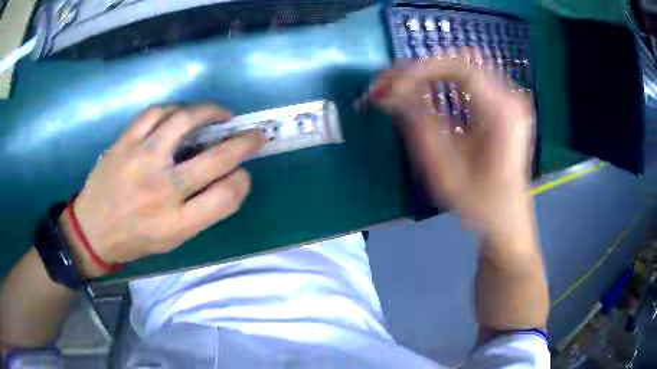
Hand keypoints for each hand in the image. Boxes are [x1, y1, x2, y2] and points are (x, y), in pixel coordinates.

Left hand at [60, 104, 264, 276]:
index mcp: (176, 223)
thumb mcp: (172, 240)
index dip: (243, 181)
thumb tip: (230, 179)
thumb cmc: (135, 238)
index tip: (244, 173)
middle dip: (244, 142)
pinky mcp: (125, 142)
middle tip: (254, 134)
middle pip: (215, 159)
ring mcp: (141, 160)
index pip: (226, 197)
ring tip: (220, 114)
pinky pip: (155, 113)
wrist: (92, 230)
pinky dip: (175, 108)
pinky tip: (182, 112)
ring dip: (210, 112)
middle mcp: (162, 190)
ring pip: (184, 121)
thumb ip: (202, 212)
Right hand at [373, 53, 534, 236]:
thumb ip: (419, 126)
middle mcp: (511, 98)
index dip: (421, 69)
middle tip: (392, 85)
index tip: (392, 84)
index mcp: (502, 113)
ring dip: (432, 72)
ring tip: (405, 88)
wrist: (508, 218)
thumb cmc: (480, 204)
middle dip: (423, 68)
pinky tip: (429, 93)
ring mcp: (510, 98)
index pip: (460, 66)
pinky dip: (445, 79)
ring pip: (465, 64)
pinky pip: (472, 77)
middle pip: (462, 60)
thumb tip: (390, 93)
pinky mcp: (505, 103)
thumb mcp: (446, 173)